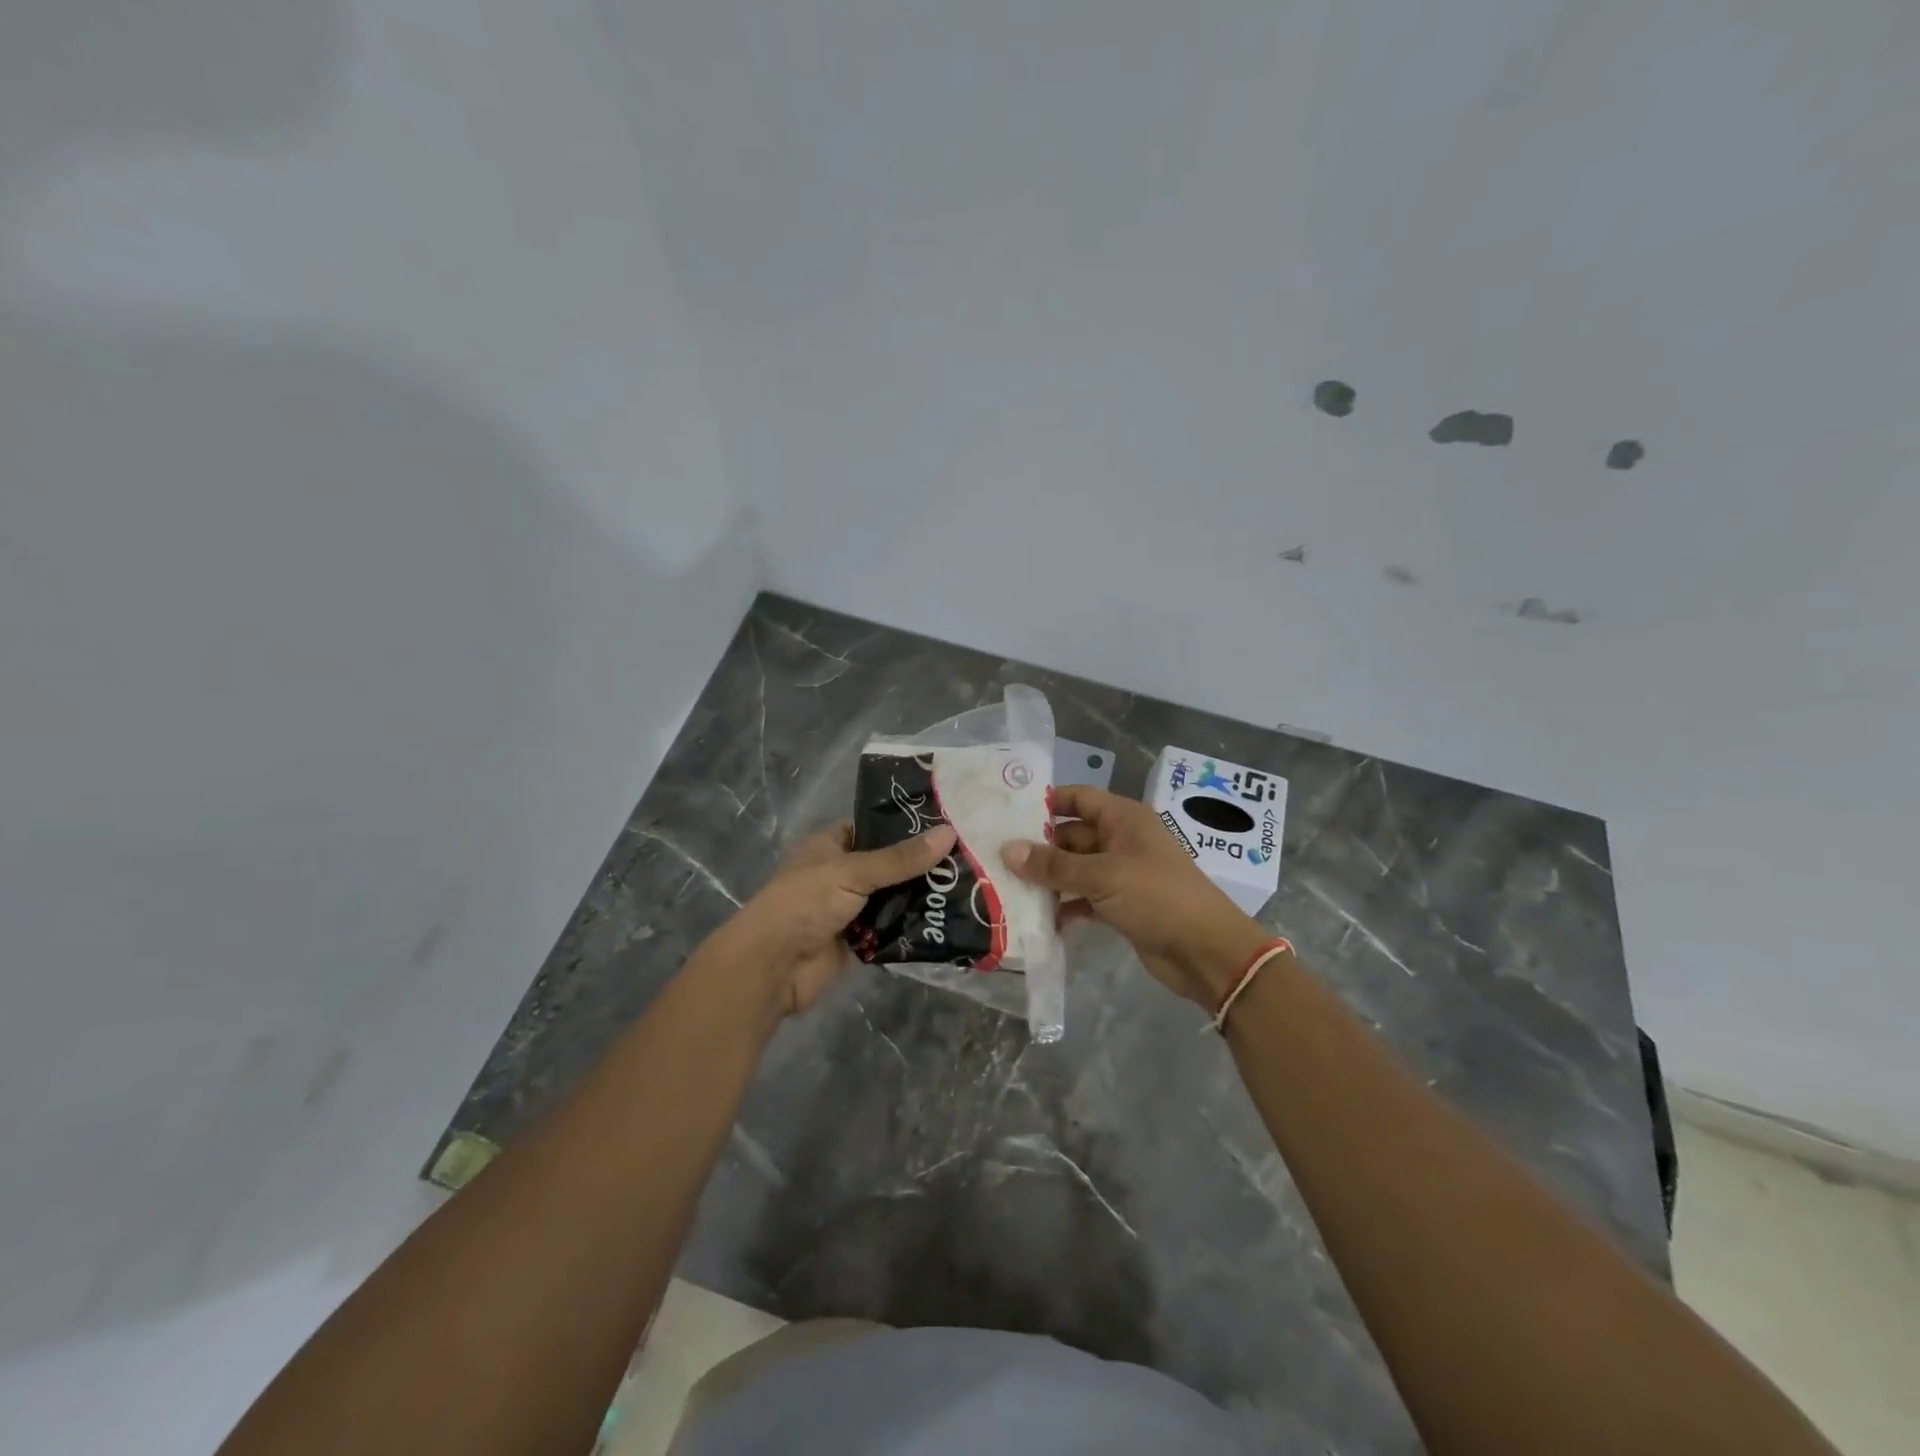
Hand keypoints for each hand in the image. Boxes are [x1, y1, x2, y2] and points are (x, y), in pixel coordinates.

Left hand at [721, 820, 957, 1015]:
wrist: (773, 967)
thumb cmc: (805, 903)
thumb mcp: (853, 871)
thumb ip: (900, 858)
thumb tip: (949, 833)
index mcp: (829, 845)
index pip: (872, 827)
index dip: (904, 825)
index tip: (946, 823)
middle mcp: (839, 873)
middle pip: (887, 865)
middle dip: (921, 865)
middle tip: (967, 857)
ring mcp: (849, 908)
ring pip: (892, 897)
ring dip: (920, 896)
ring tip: (967, 885)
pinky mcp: (857, 941)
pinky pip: (891, 929)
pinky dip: (912, 926)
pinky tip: (947, 919)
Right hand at [1002, 785, 1268, 1008]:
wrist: (1206, 951)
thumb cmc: (1157, 897)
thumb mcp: (1102, 876)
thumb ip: (1053, 865)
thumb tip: (1007, 850)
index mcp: (1123, 819)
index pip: (1078, 798)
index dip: (1046, 803)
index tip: (1006, 812)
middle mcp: (1121, 840)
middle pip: (1071, 836)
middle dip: (1038, 848)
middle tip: (996, 857)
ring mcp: (1122, 874)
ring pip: (1075, 869)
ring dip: (1048, 880)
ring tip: (1006, 888)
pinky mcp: (1121, 906)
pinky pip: (1084, 898)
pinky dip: (1065, 907)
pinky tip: (1038, 920)